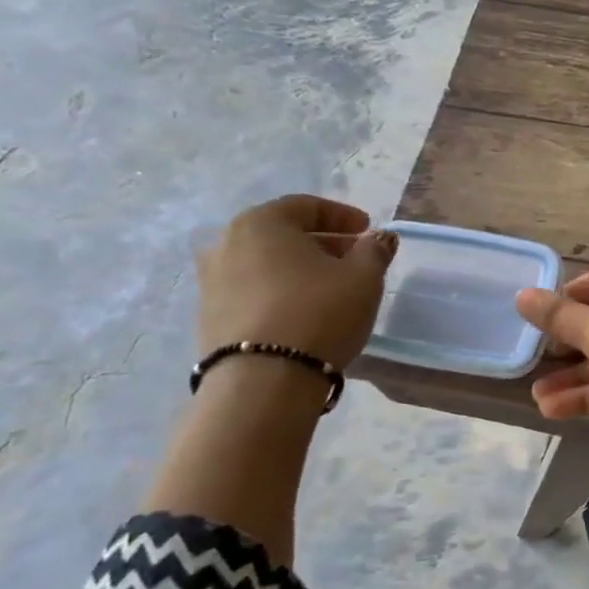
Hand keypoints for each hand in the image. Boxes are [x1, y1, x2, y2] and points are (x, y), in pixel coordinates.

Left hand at [196, 194, 397, 367]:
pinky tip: (304, 311)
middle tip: (354, 258)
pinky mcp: (210, 317)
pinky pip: (253, 291)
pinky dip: (280, 292)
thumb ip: (374, 250)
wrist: (263, 381)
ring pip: (266, 264)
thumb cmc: (319, 312)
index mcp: (261, 222)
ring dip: (299, 269)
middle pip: (283, 234)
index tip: (368, 230)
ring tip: (331, 288)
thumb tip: (378, 238)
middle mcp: (226, 244)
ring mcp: (211, 282)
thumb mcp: (363, 277)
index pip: (306, 206)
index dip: (343, 216)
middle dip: (322, 242)